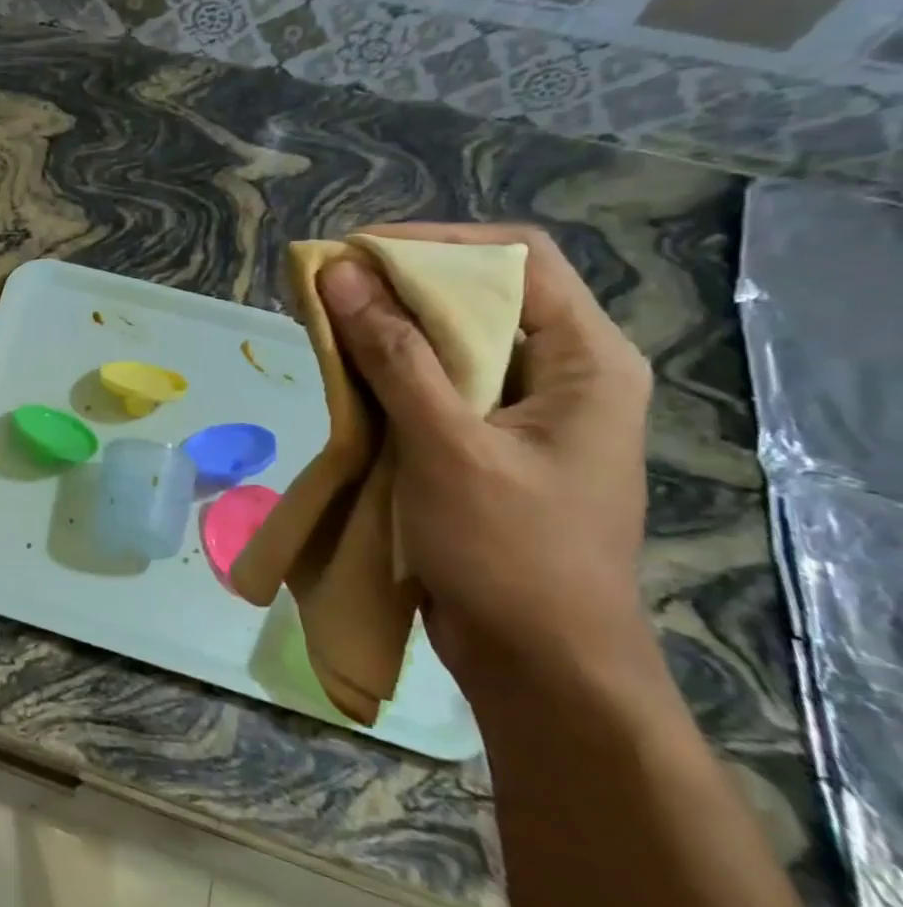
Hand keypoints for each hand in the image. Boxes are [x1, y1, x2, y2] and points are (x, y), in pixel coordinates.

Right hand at [315, 224, 663, 711]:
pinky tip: (342, 374)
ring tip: (322, 322)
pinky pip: (433, 384)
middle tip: (326, 285)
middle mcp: (559, 373)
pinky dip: (386, 371)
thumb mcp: (446, 445)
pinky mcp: (485, 441)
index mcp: (584, 360)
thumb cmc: (509, 552)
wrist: (538, 663)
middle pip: (478, 295)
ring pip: (449, 341)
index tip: (356, 252)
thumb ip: (394, 354)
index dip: (435, 243)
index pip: (516, 258)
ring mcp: (522, 410)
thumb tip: (340, 274)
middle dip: (398, 284)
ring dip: (385, 328)